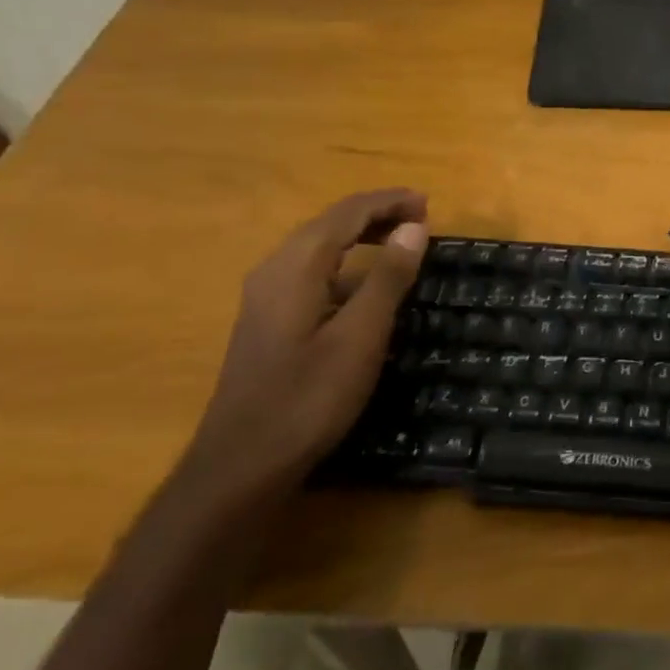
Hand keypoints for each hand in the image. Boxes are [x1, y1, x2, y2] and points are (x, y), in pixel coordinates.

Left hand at [189, 189, 428, 496]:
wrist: (240, 467)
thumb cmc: (307, 399)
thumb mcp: (360, 337)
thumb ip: (388, 277)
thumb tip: (414, 227)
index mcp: (296, 266)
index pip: (347, 213)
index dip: (389, 202)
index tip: (428, 203)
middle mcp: (275, 270)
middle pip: (330, 223)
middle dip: (376, 214)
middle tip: (421, 218)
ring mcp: (266, 297)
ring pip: (319, 247)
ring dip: (361, 236)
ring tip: (401, 242)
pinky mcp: (267, 321)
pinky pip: (312, 272)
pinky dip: (346, 264)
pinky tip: (365, 286)